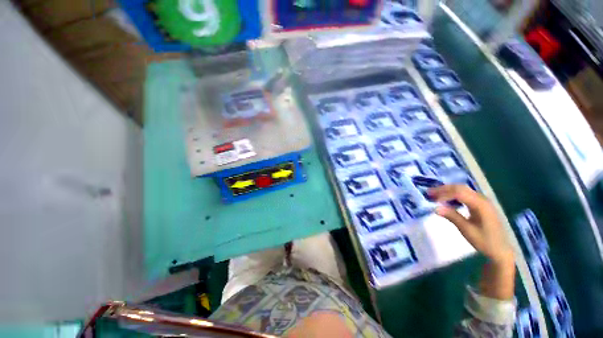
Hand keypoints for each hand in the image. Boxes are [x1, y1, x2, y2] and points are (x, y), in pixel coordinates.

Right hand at [429, 184, 514, 299]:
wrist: (501, 250)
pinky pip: (465, 195)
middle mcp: (482, 199)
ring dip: (448, 191)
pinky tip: (447, 200)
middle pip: (460, 188)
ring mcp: (482, 201)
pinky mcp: (480, 205)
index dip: (444, 194)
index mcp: (480, 204)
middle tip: (429, 193)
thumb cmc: (485, 241)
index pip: (459, 193)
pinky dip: (453, 195)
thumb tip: (435, 208)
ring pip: (462, 190)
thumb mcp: (467, 230)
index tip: (432, 199)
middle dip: (444, 189)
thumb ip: (452, 216)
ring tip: (435, 195)